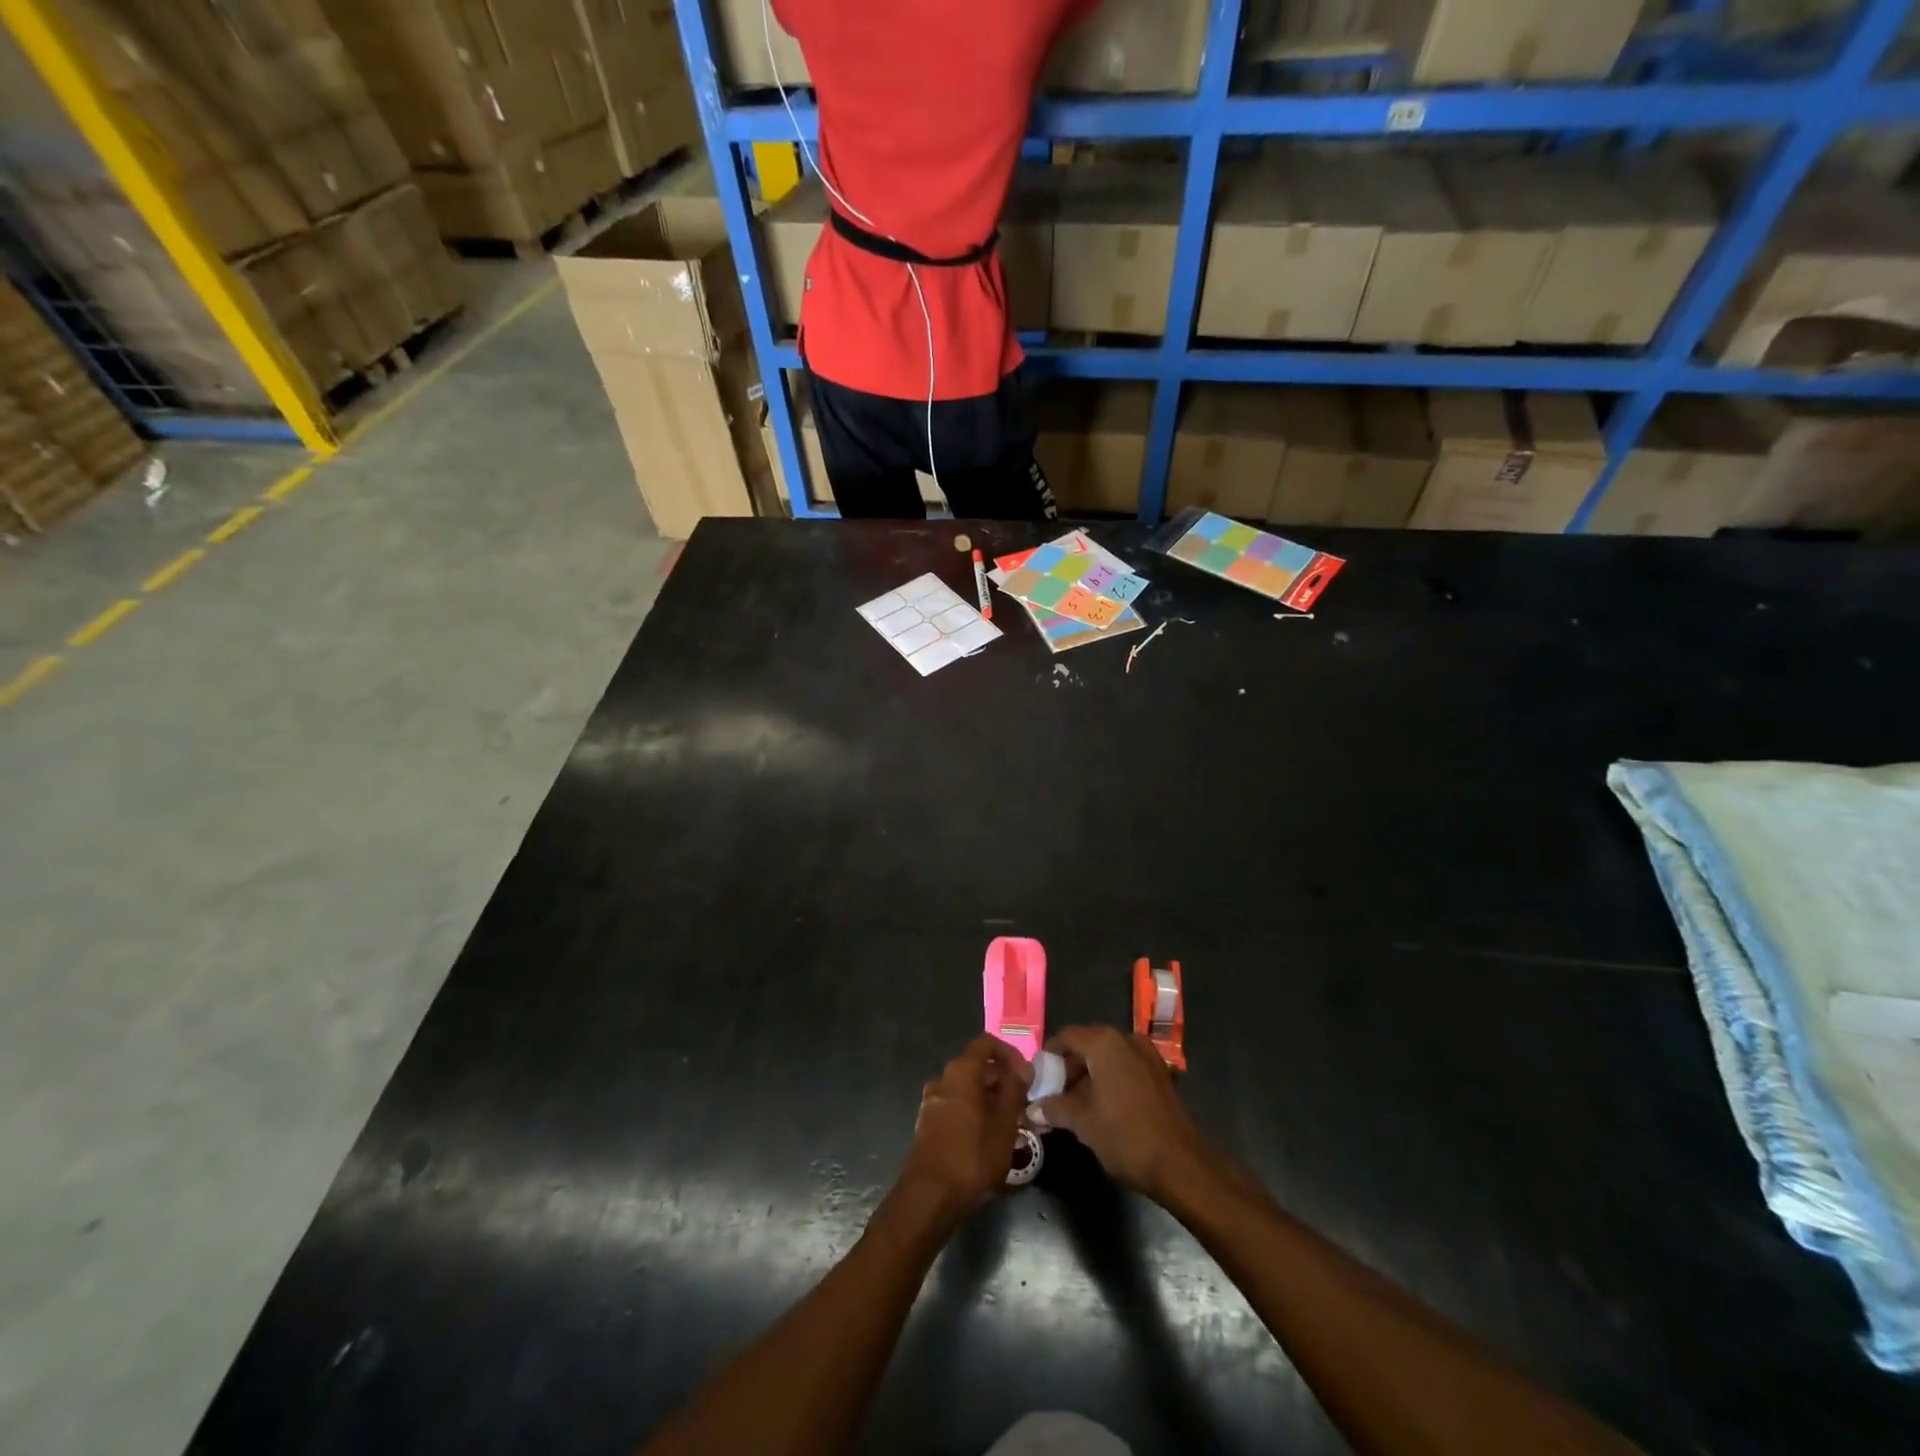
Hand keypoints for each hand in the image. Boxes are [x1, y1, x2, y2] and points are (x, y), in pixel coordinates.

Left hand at [898, 1035, 1030, 1215]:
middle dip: (1003, 1081)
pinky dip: (976, 1113)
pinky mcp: (929, 1125)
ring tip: (1013, 1124)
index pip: (986, 1043)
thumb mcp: (1004, 1123)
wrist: (929, 1197)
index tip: (1027, 1075)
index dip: (1010, 1053)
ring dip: (991, 1100)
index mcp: (961, 1071)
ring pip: (968, 1090)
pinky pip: (957, 1107)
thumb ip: (1015, 1090)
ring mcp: (932, 1102)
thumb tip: (1023, 1067)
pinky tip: (991, 1139)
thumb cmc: (972, 1155)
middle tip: (1025, 1103)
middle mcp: (943, 1079)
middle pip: (977, 1067)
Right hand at [1031, 1024, 1206, 1198]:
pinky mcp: (1160, 1073)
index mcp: (1104, 1042)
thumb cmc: (1125, 1136)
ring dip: (1089, 1074)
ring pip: (1108, 1056)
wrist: (1180, 1164)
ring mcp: (1147, 1054)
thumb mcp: (1082, 1122)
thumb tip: (1032, 1108)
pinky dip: (1110, 1079)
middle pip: (1087, 1043)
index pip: (1066, 1036)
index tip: (1039, 1078)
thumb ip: (1054, 1108)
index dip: (1049, 1056)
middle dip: (1069, 1066)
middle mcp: (1126, 1039)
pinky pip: (1126, 1066)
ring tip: (1075, 1103)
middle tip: (1054, 1093)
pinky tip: (1103, 1106)